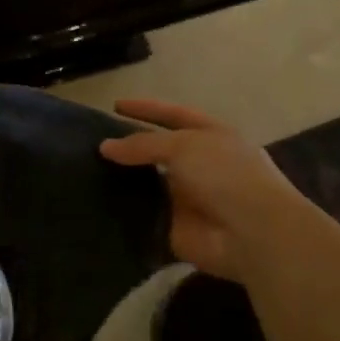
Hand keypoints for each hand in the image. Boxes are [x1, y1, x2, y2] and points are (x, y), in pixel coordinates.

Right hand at [99, 99, 326, 284]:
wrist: (253, 234)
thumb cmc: (225, 175)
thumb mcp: (183, 146)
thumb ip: (143, 144)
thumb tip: (106, 147)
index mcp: (211, 136)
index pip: (172, 115)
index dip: (146, 109)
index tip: (115, 106)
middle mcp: (200, 164)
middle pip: (158, 151)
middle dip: (130, 148)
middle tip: (91, 145)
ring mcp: (188, 198)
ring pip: (149, 185)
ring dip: (124, 181)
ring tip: (86, 173)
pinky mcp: (176, 229)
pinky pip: (145, 218)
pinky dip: (125, 214)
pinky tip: (95, 206)